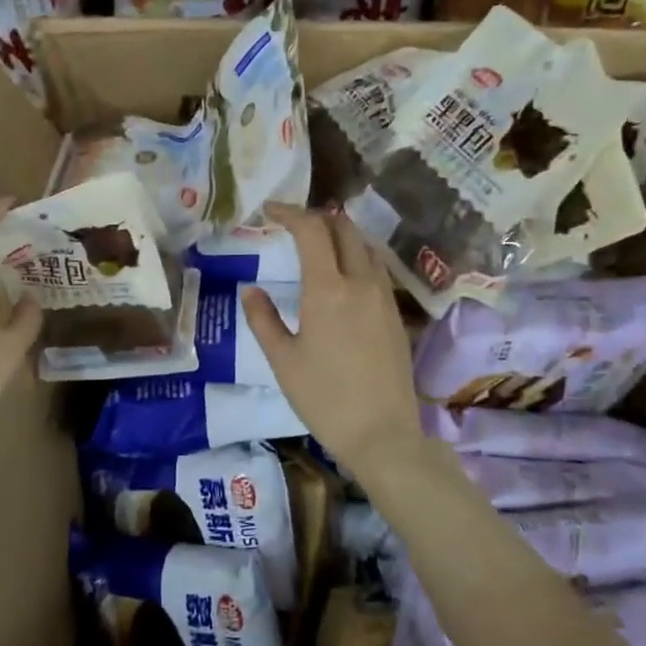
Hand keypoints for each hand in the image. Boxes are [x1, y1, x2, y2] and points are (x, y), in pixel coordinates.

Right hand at [239, 204, 423, 476]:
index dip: (290, 213)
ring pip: (365, 247)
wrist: (382, 434)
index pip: (312, 230)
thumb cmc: (324, 398)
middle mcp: (360, 283)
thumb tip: (250, 290)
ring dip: (341, 235)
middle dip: (318, 217)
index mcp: (328, 289)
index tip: (270, 211)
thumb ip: (263, 319)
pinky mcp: (396, 315)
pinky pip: (376, 269)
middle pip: (345, 229)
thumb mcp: (282, 360)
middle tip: (292, 224)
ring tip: (317, 244)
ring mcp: (384, 297)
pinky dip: (356, 257)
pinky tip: (342, 276)